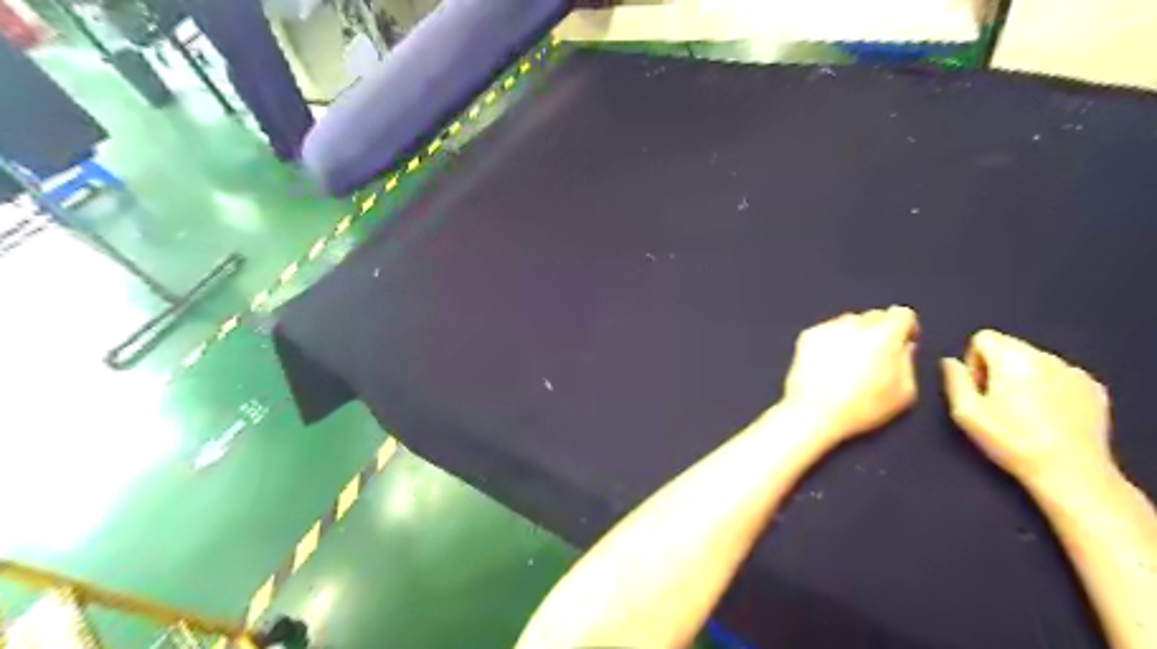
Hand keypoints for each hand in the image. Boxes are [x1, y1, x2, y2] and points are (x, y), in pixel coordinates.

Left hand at [787, 303, 923, 437]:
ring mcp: (827, 327)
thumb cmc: (863, 407)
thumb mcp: (903, 392)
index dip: (906, 327)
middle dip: (880, 330)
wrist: (813, 413)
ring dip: (855, 333)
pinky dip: (833, 340)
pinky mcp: (807, 335)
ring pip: (849, 321)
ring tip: (850, 360)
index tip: (903, 343)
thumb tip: (904, 345)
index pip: (901, 313)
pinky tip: (829, 362)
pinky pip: (828, 330)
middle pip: (874, 316)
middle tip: (876, 355)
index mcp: (883, 335)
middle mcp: (855, 324)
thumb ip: (908, 362)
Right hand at [939, 330, 1120, 487]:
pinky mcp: (1093, 389)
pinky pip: (1060, 376)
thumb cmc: (1010, 439)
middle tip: (997, 401)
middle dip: (997, 367)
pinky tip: (1049, 416)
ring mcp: (1074, 372)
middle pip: (1010, 346)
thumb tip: (949, 362)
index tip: (978, 387)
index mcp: (1012, 359)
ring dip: (1023, 377)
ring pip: (1036, 361)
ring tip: (1024, 411)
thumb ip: (954, 380)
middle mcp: (1045, 357)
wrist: (1070, 471)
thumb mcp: (966, 412)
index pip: (983, 337)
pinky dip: (1050, 387)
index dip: (973, 360)